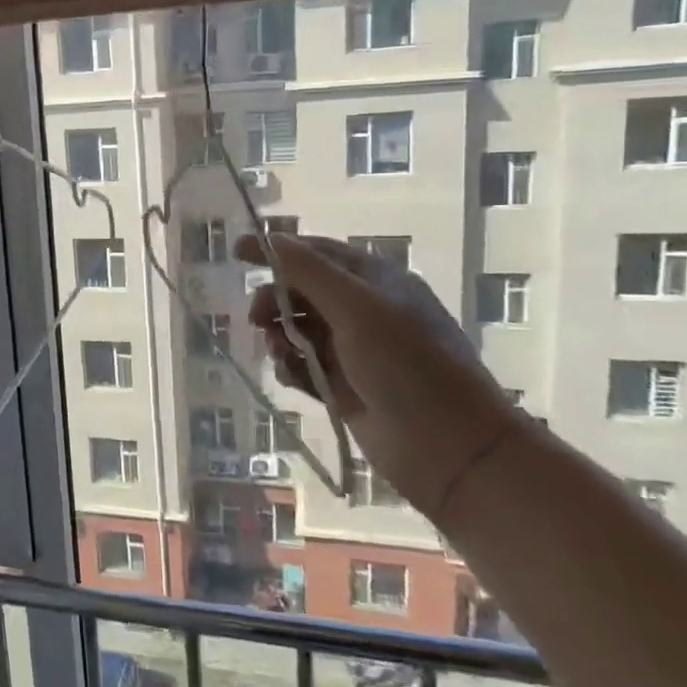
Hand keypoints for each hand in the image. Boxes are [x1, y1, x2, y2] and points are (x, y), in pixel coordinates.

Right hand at [239, 232, 518, 519]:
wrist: (449, 447)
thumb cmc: (407, 365)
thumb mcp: (358, 308)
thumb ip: (310, 272)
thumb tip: (272, 239)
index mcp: (376, 282)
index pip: (317, 252)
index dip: (278, 250)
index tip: (236, 252)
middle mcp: (364, 311)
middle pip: (303, 291)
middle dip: (275, 299)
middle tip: (257, 319)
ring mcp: (354, 351)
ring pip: (299, 330)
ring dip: (280, 335)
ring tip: (279, 352)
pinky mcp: (343, 387)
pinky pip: (303, 366)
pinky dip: (290, 366)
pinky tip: (289, 375)